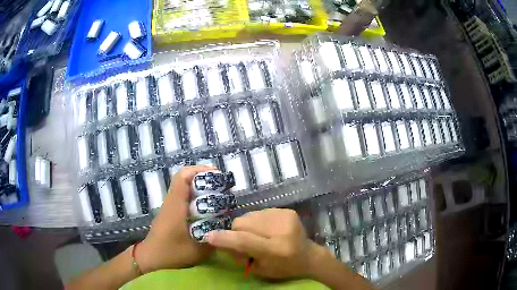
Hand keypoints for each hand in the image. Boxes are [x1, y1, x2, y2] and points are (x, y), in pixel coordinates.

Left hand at [136, 165, 214, 272]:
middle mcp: (171, 201)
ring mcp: (169, 206)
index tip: (216, 174)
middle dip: (203, 177)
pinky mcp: (169, 212)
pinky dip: (195, 196)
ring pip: (183, 187)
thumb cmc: (172, 253)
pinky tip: (206, 208)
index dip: (199, 170)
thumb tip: (228, 229)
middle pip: (184, 178)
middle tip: (222, 185)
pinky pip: (182, 197)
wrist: (151, 257)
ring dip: (199, 186)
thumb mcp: (198, 250)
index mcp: (176, 205)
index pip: (183, 177)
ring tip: (217, 194)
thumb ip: (214, 239)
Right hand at [206, 208, 315, 278]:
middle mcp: (281, 230)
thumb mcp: (260, 270)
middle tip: (246, 243)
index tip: (209, 237)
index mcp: (277, 249)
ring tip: (259, 236)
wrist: (309, 255)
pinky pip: (259, 212)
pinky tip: (268, 230)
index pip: (246, 241)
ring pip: (249, 216)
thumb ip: (240, 255)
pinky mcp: (287, 210)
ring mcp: (285, 217)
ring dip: (247, 226)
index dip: (226, 239)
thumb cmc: (284, 268)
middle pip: (244, 224)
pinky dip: (257, 222)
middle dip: (237, 232)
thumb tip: (221, 239)